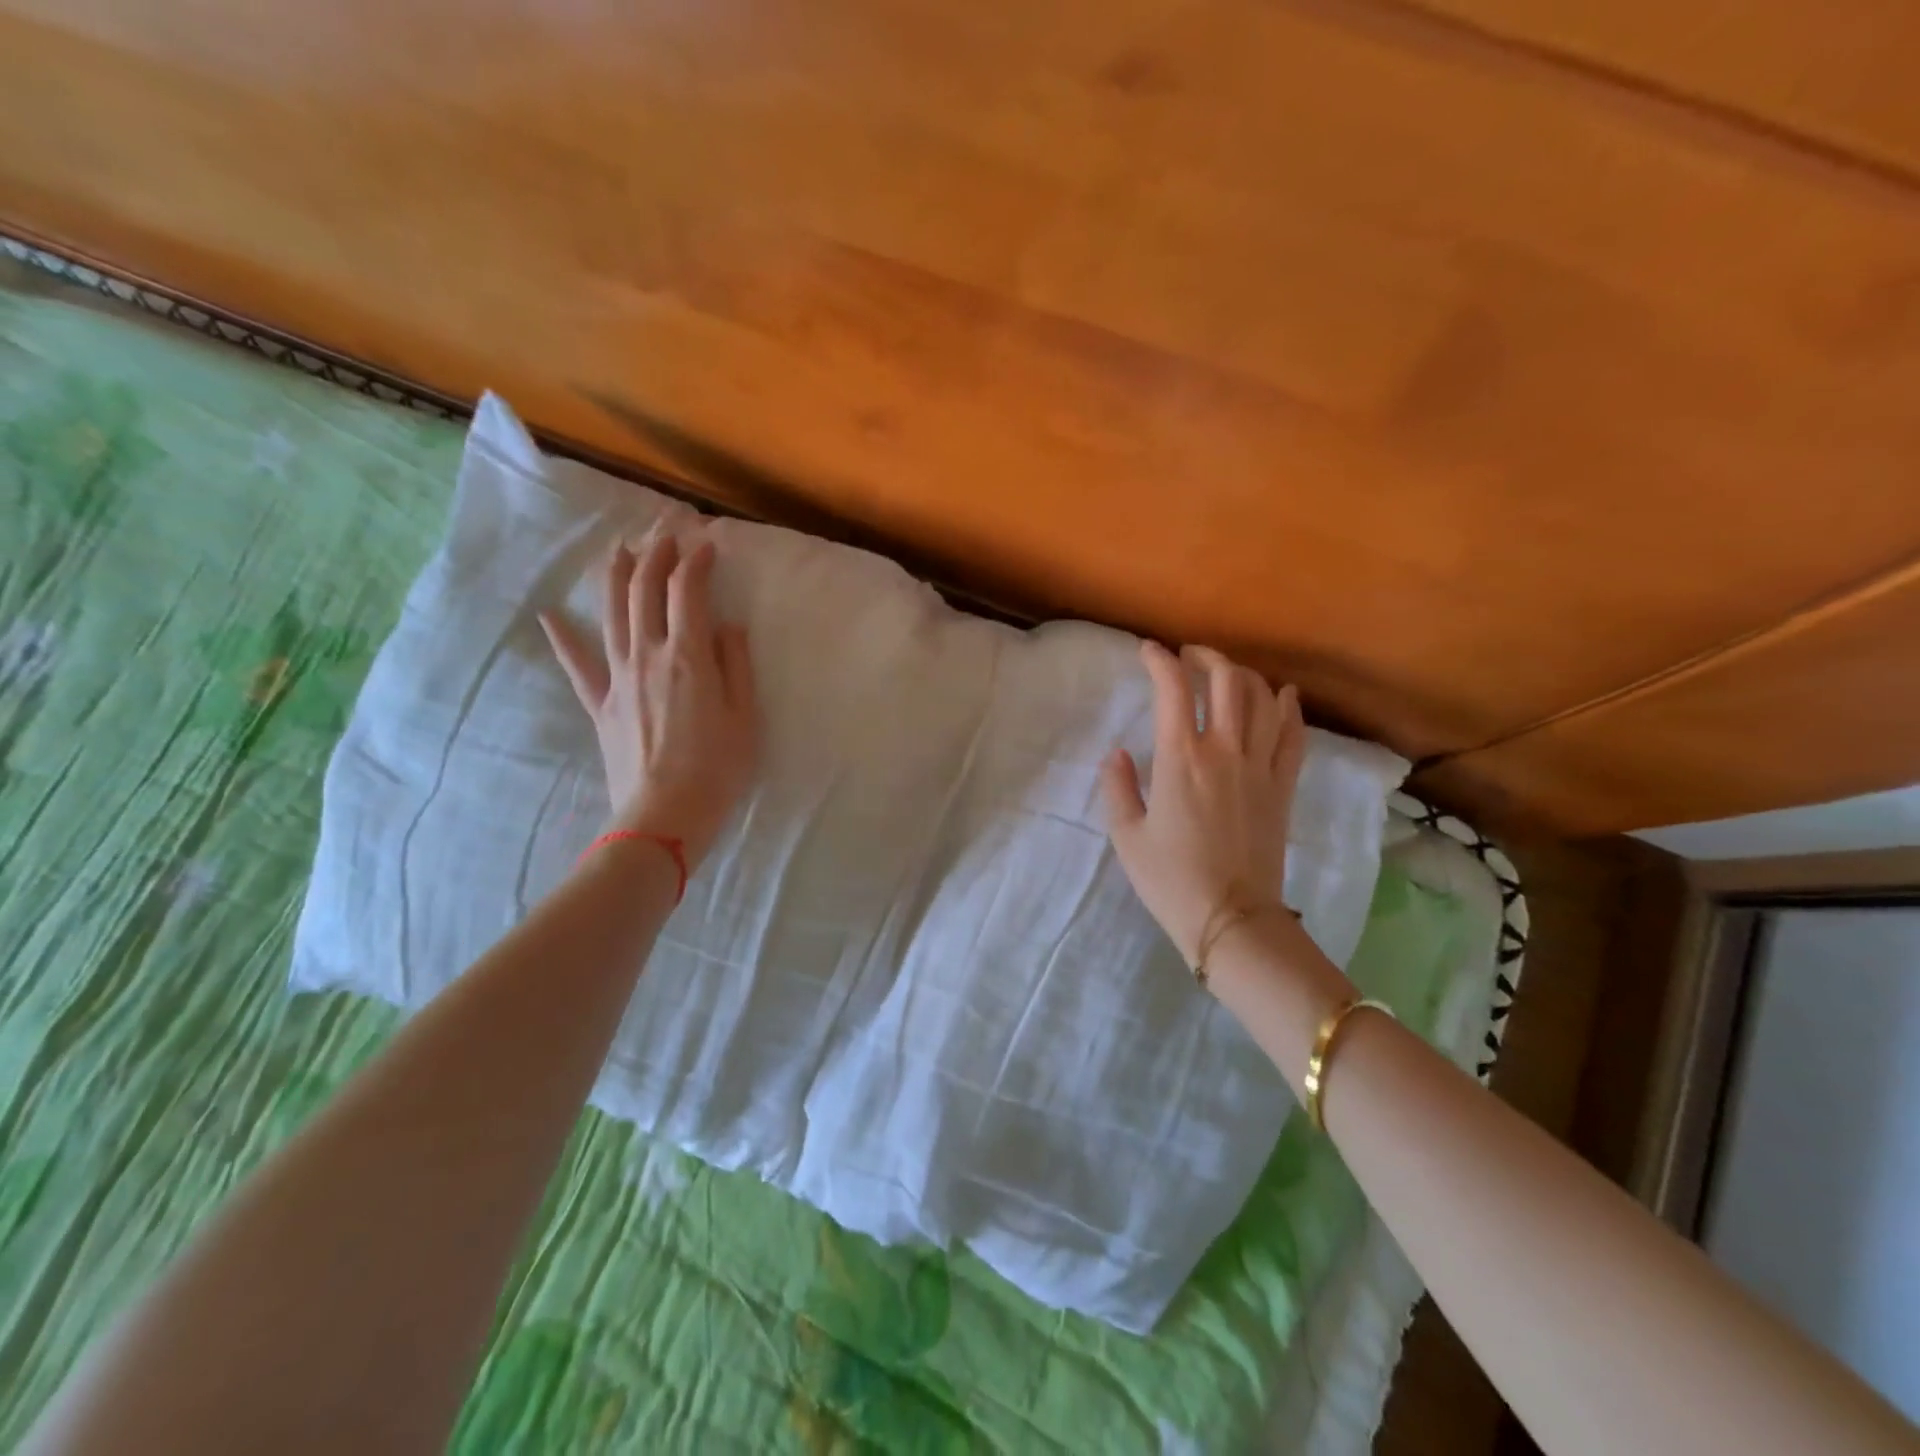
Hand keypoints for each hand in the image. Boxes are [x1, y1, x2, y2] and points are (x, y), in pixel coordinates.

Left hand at [538, 521, 757, 867]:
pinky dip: (564, 639)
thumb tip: (726, 626)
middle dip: (656, 554)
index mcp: (689, 656)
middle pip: (644, 591)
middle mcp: (648, 655)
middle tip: (666, 532)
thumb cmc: (718, 768)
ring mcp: (618, 678)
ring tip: (621, 550)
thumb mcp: (745, 716)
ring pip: (611, 614)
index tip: (707, 544)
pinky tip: (550, 616)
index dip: (696, 562)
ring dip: (616, 576)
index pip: (688, 592)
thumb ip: (736, 665)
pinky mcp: (600, 703)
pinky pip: (578, 665)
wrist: (665, 815)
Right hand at [1102, 642, 1306, 963]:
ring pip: (1263, 699)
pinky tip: (1283, 695)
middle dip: (1206, 657)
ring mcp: (1260, 767)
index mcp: (1180, 760)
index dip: (1159, 660)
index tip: (1147, 651)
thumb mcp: (1127, 835)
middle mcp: (1224, 751)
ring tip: (1227, 673)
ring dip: (1244, 675)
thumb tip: (1118, 754)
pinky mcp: (1283, 787)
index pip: (1172, 689)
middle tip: (1189, 656)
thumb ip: (1118, 787)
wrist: (1231, 918)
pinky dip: (1289, 708)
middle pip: (1226, 681)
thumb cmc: (1170, 880)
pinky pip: (1293, 735)